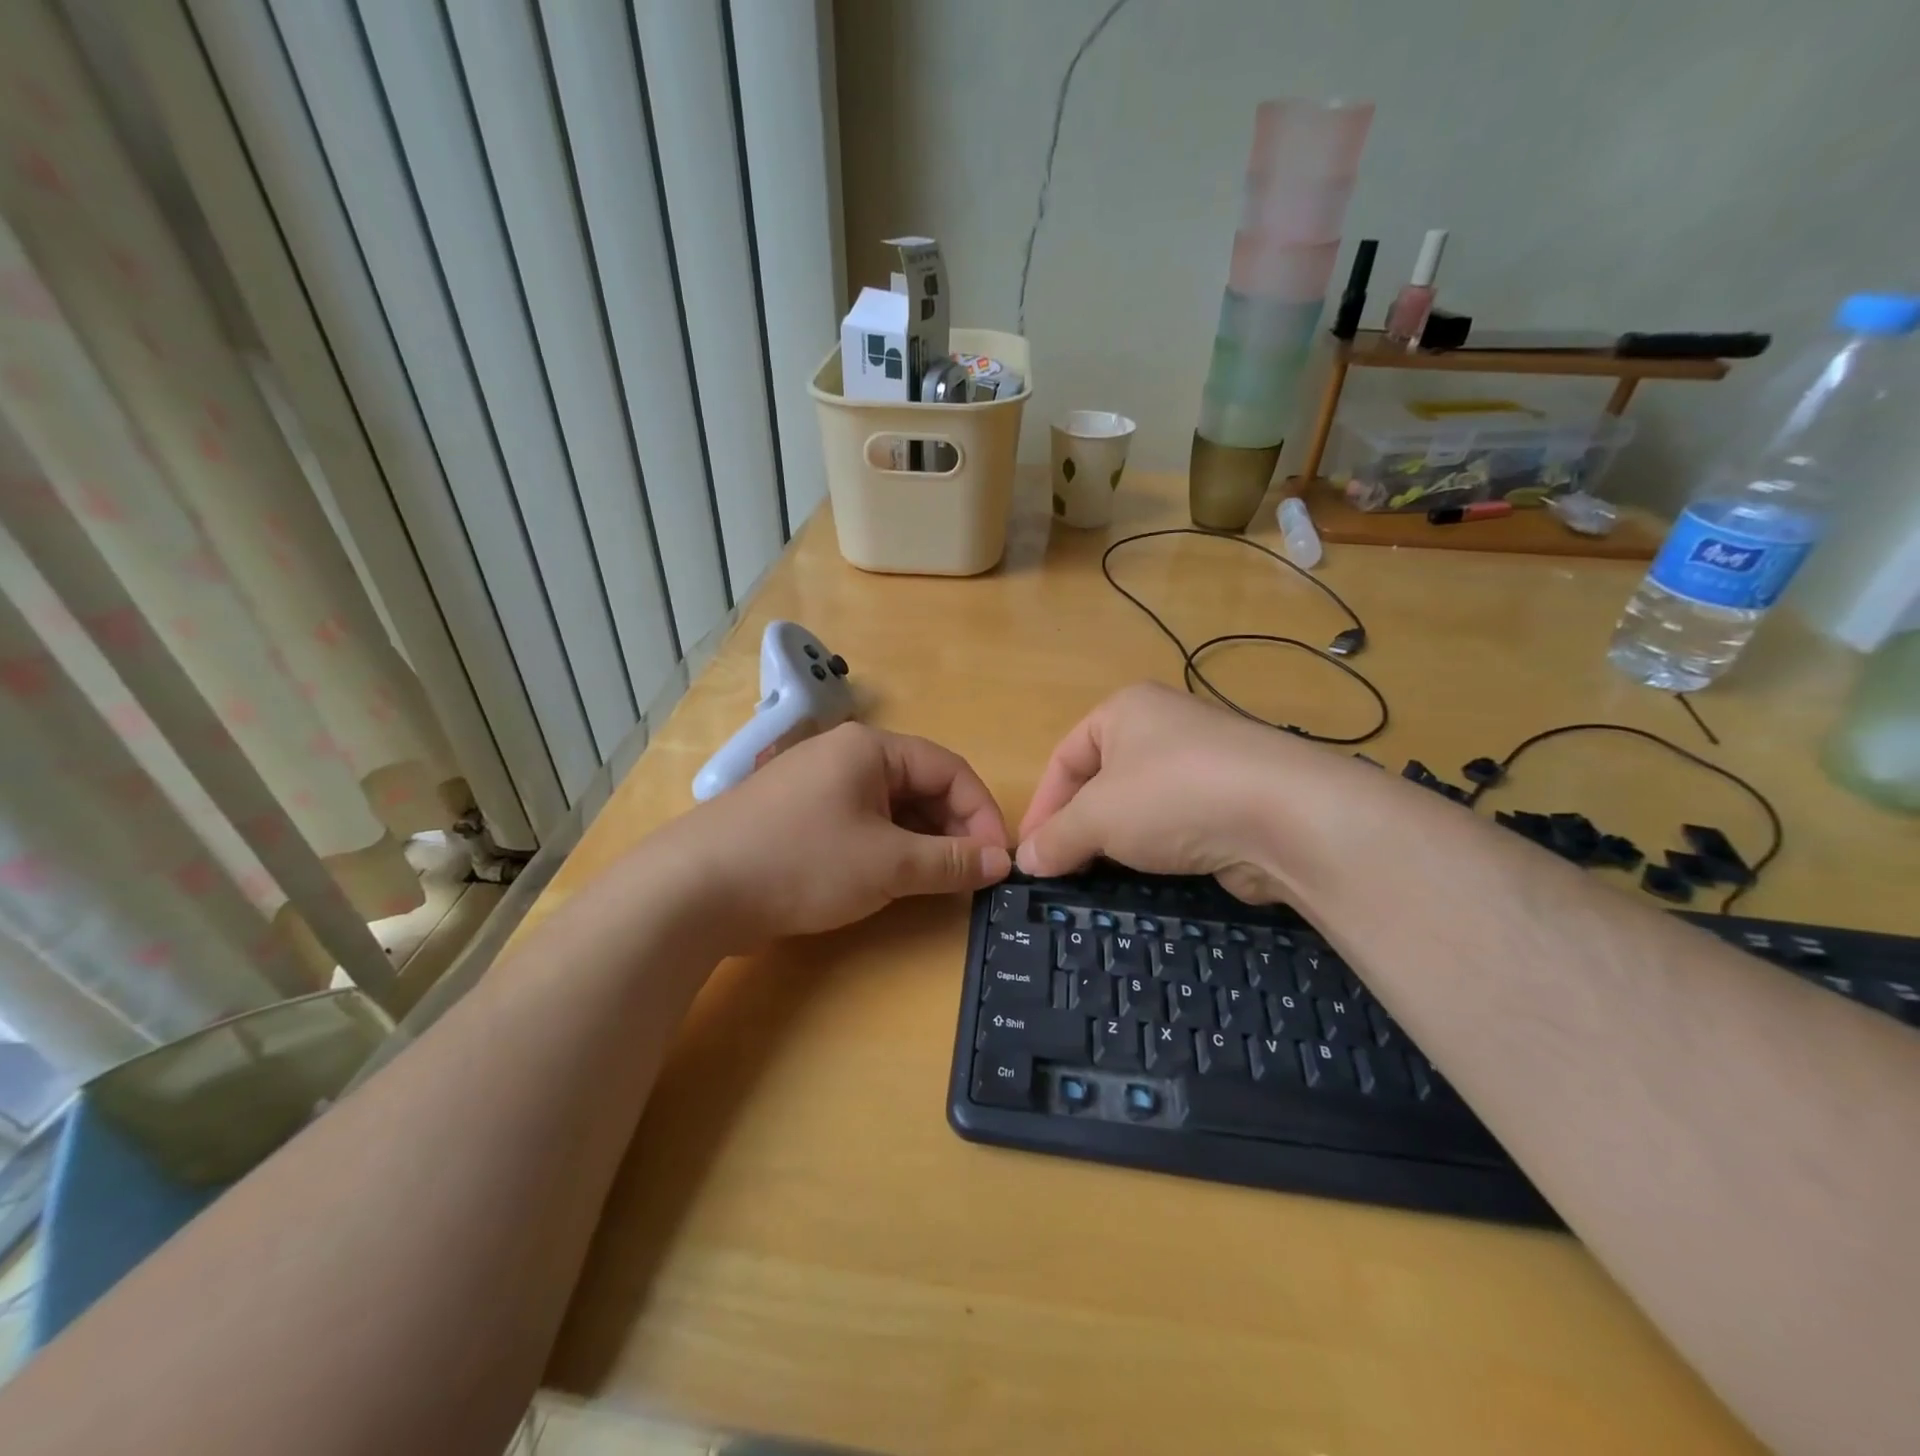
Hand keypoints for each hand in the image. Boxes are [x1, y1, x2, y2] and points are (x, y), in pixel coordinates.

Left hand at [675, 721, 1009, 947]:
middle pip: (921, 785)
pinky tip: (894, 880)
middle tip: (970, 876)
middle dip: (953, 829)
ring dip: (922, 842)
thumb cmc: (802, 862)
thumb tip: (1001, 862)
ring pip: (892, 808)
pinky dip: (888, 849)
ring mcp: (818, 785)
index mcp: (871, 748)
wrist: (693, 890)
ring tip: (938, 883)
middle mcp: (846, 756)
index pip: (950, 768)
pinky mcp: (799, 817)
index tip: (997, 861)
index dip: (982, 813)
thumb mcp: (887, 864)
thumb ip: (951, 861)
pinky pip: (862, 824)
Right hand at [1017, 682, 1314, 902]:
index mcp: (1125, 710)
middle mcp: (1164, 726)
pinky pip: (1177, 824)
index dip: (1042, 806)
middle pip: (1102, 780)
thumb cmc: (1173, 795)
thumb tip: (1026, 861)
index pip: (1064, 757)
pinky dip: (1158, 849)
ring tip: (1100, 876)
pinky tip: (1150, 875)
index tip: (1031, 853)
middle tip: (1062, 869)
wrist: (1288, 817)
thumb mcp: (1098, 816)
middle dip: (1079, 825)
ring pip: (1141, 805)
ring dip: (1117, 841)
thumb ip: (1057, 837)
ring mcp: (1203, 763)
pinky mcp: (1232, 800)